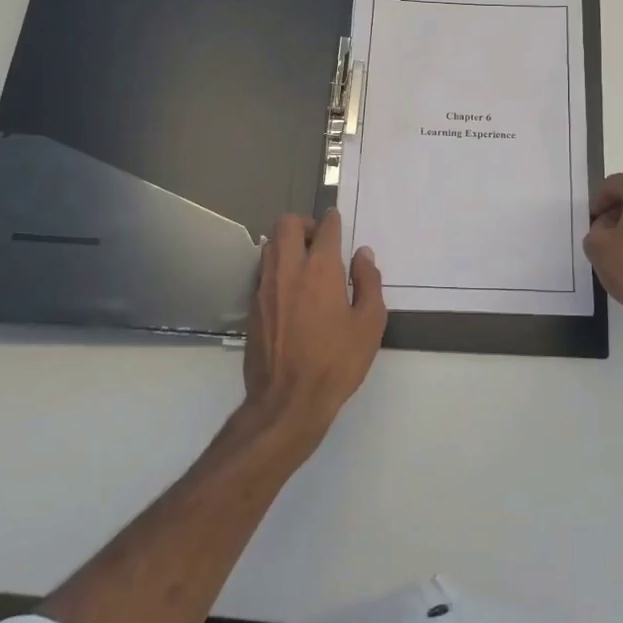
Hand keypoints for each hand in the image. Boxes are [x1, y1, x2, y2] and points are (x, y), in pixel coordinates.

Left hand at [243, 209, 386, 448]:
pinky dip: (277, 269)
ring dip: (287, 244)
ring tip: (305, 264)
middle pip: (287, 224)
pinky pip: (263, 272)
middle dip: (304, 224)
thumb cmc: (336, 362)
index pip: (325, 228)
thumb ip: (369, 283)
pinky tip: (291, 291)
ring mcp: (265, 287)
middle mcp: (289, 270)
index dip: (333, 221)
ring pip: (270, 245)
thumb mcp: (370, 324)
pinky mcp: (253, 307)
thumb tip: (362, 255)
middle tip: (320, 242)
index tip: (337, 223)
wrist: (287, 402)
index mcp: (321, 269)